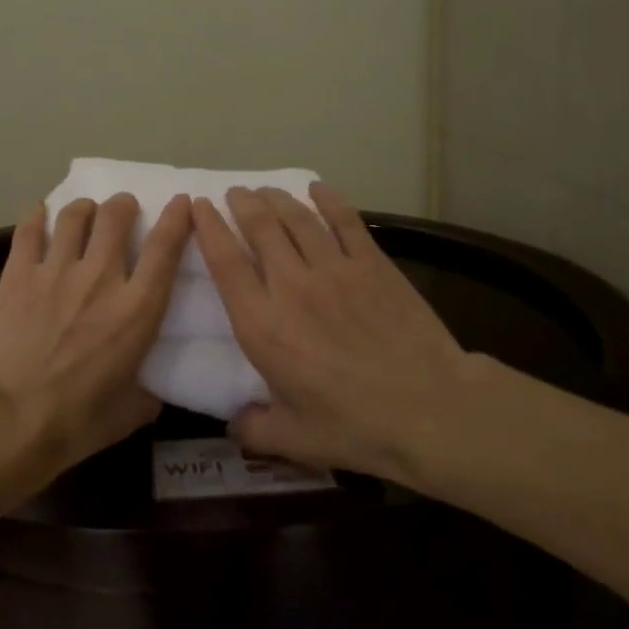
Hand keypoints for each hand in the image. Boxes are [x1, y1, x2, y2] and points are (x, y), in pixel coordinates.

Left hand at [0, 191, 191, 476]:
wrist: (9, 420)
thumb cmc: (76, 422)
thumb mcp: (131, 412)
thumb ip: (149, 391)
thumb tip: (152, 389)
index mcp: (137, 309)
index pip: (165, 248)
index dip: (177, 218)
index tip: (181, 203)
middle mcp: (101, 278)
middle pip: (116, 216)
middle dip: (124, 205)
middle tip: (123, 210)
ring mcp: (56, 271)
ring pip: (75, 215)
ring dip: (85, 208)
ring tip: (85, 213)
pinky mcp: (18, 274)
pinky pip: (30, 230)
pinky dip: (38, 216)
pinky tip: (41, 214)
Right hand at [193, 183, 482, 481]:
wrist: (429, 409)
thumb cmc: (354, 426)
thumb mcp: (292, 440)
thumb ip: (253, 429)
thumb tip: (233, 424)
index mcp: (262, 324)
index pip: (225, 263)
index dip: (209, 229)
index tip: (199, 207)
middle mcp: (291, 286)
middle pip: (260, 228)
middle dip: (242, 204)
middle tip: (235, 193)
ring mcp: (334, 270)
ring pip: (297, 219)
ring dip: (277, 199)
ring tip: (266, 191)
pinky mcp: (372, 264)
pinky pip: (345, 221)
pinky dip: (329, 200)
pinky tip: (318, 189)